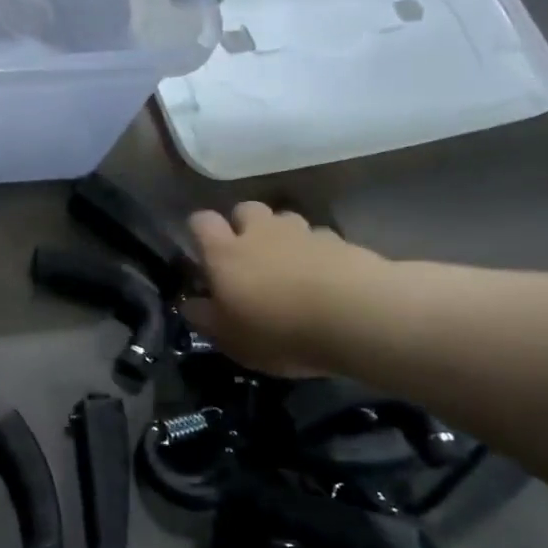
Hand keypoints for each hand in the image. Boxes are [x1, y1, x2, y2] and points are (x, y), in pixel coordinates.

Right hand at [183, 202, 388, 375]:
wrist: (357, 316)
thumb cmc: (279, 329)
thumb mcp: (229, 338)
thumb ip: (204, 317)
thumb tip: (190, 303)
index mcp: (224, 253)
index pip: (201, 222)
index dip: (199, 231)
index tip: (202, 250)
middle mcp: (260, 233)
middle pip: (245, 209)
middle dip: (244, 225)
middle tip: (248, 255)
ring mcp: (303, 233)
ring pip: (285, 220)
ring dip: (282, 235)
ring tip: (289, 264)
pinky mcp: (341, 242)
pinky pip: (320, 238)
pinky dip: (317, 251)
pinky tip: (324, 276)